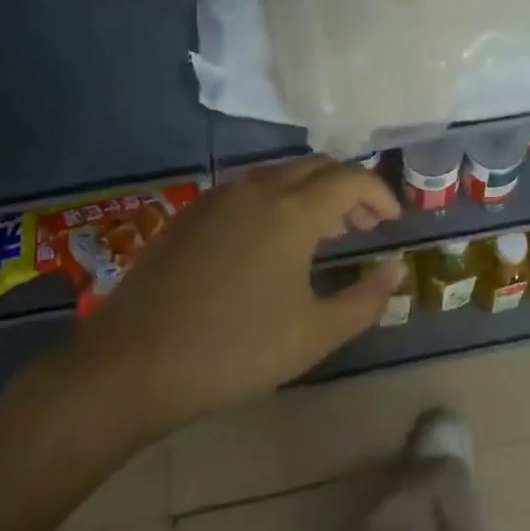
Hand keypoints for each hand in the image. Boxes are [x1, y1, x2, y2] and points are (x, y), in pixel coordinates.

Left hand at [66, 160, 402, 438]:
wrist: (132, 363)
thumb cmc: (235, 350)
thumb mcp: (314, 334)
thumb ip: (366, 299)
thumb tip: (397, 267)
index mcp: (293, 210)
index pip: (351, 179)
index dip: (380, 194)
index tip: (393, 222)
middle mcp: (258, 188)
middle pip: (317, 167)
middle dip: (349, 189)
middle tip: (364, 225)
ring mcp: (219, 197)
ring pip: (281, 175)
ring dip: (312, 193)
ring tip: (324, 233)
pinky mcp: (191, 213)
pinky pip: (249, 189)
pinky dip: (278, 200)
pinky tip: (272, 241)